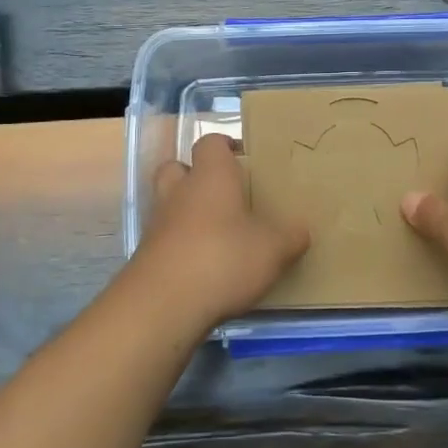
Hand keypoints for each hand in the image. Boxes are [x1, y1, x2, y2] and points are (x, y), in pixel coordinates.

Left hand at [126, 133, 308, 328]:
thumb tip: (301, 231)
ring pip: (169, 204)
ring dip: (187, 213)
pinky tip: (204, 267)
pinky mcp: (146, 256)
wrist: (163, 305)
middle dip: (196, 175)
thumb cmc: (223, 259)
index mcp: (210, 176)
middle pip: (178, 167)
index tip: (244, 158)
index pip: (211, 143)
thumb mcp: (273, 250)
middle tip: (224, 194)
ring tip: (217, 234)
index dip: (226, 146)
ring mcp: (157, 224)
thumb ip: (291, 237)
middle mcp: (179, 191)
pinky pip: (165, 239)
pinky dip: (181, 246)